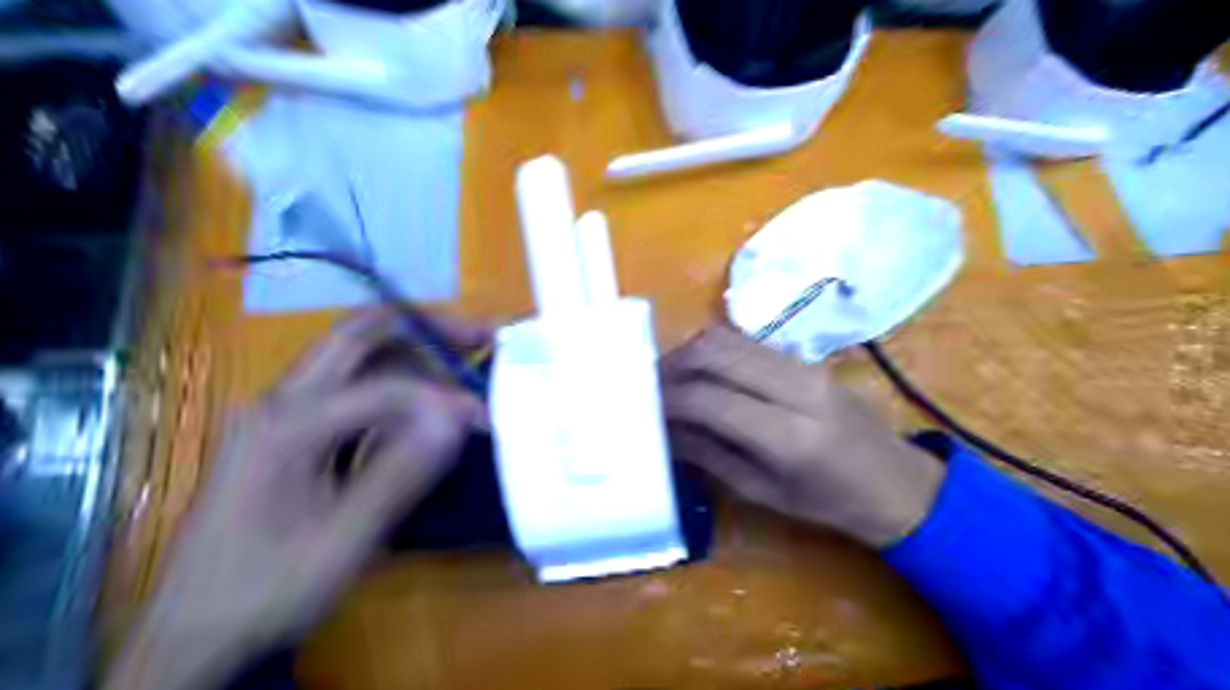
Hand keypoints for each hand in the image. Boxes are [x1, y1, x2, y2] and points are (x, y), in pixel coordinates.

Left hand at [107, 311, 486, 688]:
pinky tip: (420, 409)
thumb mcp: (342, 540)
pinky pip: (348, 393)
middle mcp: (280, 402)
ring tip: (459, 365)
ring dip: (410, 355)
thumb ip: (400, 472)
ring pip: (354, 360)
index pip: (384, 386)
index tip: (486, 416)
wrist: (193, 632)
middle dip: (425, 328)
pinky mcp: (288, 434)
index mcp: (287, 423)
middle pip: (358, 336)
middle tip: (480, 336)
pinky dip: (393, 389)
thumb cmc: (266, 588)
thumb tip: (457, 415)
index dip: (442, 395)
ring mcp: (280, 415)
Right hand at [663, 325, 943, 545]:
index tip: (641, 407)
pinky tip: (700, 374)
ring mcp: (803, 365)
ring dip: (689, 353)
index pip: (709, 399)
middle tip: (647, 387)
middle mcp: (796, 386)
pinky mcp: (804, 357)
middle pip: (715, 351)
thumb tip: (664, 430)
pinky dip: (712, 352)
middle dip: (671, 365)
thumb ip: (709, 455)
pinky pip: (745, 342)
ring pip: (727, 338)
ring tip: (668, 379)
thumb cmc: (831, 503)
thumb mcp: (763, 492)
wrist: (897, 482)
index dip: (667, 399)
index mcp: (789, 435)